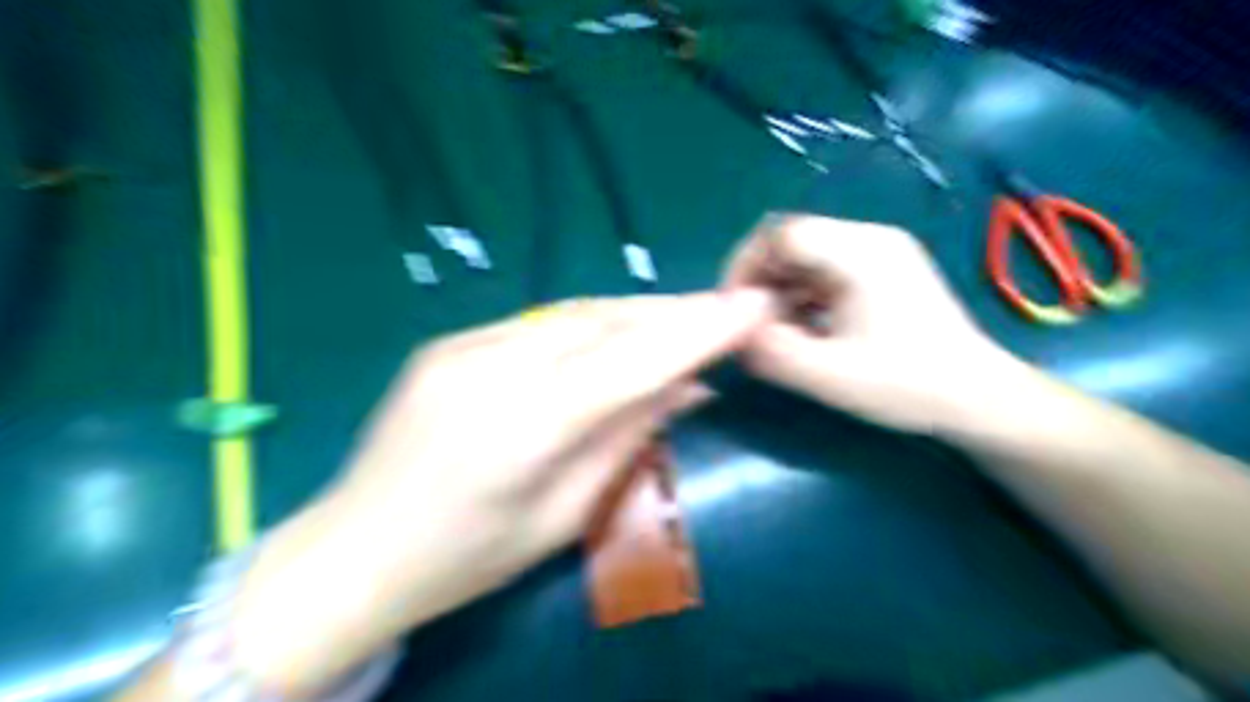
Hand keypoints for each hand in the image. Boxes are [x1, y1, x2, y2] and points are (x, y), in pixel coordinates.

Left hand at [227, 287, 767, 692]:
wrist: (354, 549)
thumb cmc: (468, 558)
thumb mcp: (564, 515)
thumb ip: (628, 439)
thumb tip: (691, 388)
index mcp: (524, 427)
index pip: (633, 361)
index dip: (700, 331)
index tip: (752, 306)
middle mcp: (493, 367)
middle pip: (605, 321)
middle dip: (672, 311)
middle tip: (723, 308)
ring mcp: (464, 344)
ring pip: (574, 312)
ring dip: (634, 312)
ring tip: (679, 317)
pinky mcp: (450, 339)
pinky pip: (539, 322)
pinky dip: (589, 323)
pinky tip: (612, 334)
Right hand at [730, 213, 1008, 431]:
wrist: (978, 397)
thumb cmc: (910, 386)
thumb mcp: (831, 377)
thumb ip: (773, 353)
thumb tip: (733, 334)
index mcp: (861, 253)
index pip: (782, 233)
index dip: (745, 265)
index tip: (734, 310)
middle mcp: (869, 239)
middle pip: (791, 240)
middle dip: (760, 280)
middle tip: (750, 324)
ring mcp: (877, 253)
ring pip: (804, 257)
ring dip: (779, 290)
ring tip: (775, 331)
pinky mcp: (879, 271)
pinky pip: (822, 271)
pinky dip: (800, 296)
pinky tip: (802, 329)